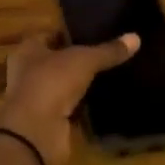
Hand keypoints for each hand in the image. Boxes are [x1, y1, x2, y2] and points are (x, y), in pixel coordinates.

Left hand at [0, 31, 139, 164]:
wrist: (36, 132)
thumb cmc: (51, 82)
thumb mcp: (85, 60)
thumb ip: (108, 50)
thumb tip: (136, 37)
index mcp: (28, 51)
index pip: (48, 36)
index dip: (68, 33)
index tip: (93, 32)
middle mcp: (28, 73)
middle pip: (55, 62)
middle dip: (76, 60)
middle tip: (105, 54)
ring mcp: (37, 100)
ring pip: (62, 86)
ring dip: (79, 85)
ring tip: (108, 75)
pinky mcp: (48, 122)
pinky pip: (69, 109)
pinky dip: (82, 107)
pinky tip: (102, 101)